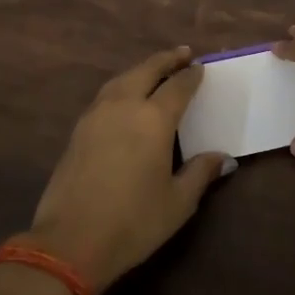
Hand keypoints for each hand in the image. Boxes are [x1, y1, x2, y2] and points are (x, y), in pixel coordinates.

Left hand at [24, 46, 233, 293]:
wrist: (70, 241)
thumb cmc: (133, 222)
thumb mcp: (178, 203)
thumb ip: (201, 173)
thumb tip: (224, 158)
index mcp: (154, 119)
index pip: (178, 87)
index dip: (191, 76)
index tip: (201, 68)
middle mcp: (125, 106)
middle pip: (147, 70)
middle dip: (166, 60)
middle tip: (182, 53)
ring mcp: (97, 114)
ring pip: (123, 78)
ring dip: (142, 69)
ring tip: (155, 69)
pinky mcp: (79, 128)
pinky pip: (106, 94)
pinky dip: (122, 84)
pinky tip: (126, 95)